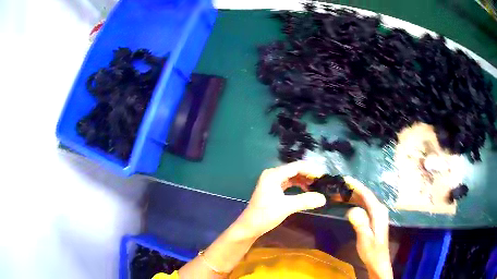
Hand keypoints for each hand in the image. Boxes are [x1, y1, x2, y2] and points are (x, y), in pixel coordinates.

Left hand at [234, 161, 326, 238]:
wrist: (249, 226)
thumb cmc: (265, 216)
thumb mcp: (286, 207)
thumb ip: (305, 201)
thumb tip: (323, 198)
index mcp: (273, 175)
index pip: (296, 166)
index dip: (311, 170)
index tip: (323, 176)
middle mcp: (272, 174)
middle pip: (294, 169)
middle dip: (308, 174)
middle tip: (322, 181)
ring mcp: (271, 181)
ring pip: (291, 176)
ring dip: (303, 179)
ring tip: (316, 185)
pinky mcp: (272, 188)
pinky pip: (288, 182)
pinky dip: (297, 184)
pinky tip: (306, 189)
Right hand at [345, 177, 392, 278]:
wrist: (378, 261)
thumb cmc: (372, 251)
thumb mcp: (365, 239)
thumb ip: (361, 224)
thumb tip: (352, 210)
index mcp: (378, 212)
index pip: (367, 195)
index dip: (356, 186)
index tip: (345, 179)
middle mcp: (379, 209)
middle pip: (366, 196)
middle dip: (352, 190)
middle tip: (337, 187)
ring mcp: (378, 214)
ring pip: (365, 200)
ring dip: (353, 196)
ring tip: (339, 194)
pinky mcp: (374, 218)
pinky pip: (365, 206)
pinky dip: (356, 202)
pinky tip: (348, 203)